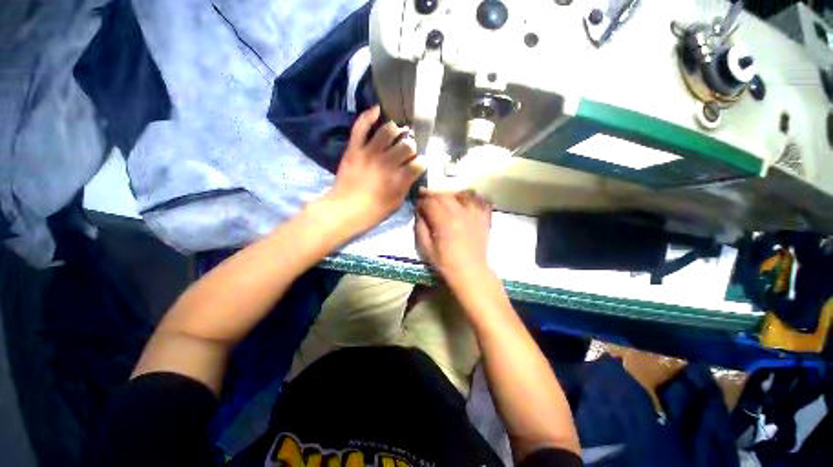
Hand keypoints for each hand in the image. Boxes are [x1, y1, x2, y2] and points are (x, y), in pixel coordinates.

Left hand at [326, 106, 424, 233]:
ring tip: (396, 133)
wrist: (344, 210)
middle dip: (411, 146)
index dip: (421, 162)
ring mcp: (370, 153)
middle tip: (408, 149)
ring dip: (396, 130)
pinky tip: (377, 110)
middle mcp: (388, 163)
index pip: (419, 163)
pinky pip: (361, 127)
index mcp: (399, 179)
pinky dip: (369, 116)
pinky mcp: (355, 149)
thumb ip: (406, 185)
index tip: (419, 164)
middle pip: (407, 145)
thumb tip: (412, 172)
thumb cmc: (373, 211)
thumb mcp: (396, 203)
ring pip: (388, 131)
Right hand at [415, 189, 492, 284]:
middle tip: (425, 198)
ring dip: (450, 194)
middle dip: (432, 195)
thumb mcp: (426, 248)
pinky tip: (464, 200)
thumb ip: (420, 227)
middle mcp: (460, 213)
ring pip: (461, 194)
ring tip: (444, 199)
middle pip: (444, 196)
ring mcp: (474, 213)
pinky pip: (479, 199)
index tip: (417, 205)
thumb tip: (419, 213)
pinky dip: (471, 196)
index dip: (421, 202)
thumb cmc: (446, 263)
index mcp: (444, 221)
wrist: (471, 272)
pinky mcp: (484, 217)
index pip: (430, 203)